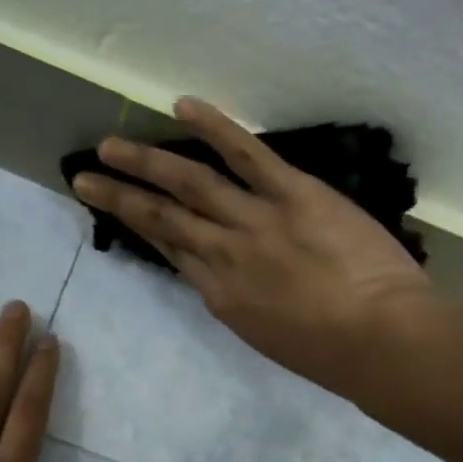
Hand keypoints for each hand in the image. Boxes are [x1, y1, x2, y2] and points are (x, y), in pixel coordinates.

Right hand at [70, 97, 438, 394]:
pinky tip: (182, 106)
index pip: (174, 253)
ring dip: (145, 162)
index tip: (122, 210)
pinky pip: (247, 155)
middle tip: (84, 177)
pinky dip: (215, 128)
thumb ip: (243, 304)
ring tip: (109, 145)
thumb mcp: (269, 338)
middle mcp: (224, 255)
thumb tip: (228, 279)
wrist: (378, 340)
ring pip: (190, 185)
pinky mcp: (292, 194)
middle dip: (120, 198)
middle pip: (162, 220)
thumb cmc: (331, 355)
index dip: (144, 230)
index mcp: (221, 297)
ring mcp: (255, 221)